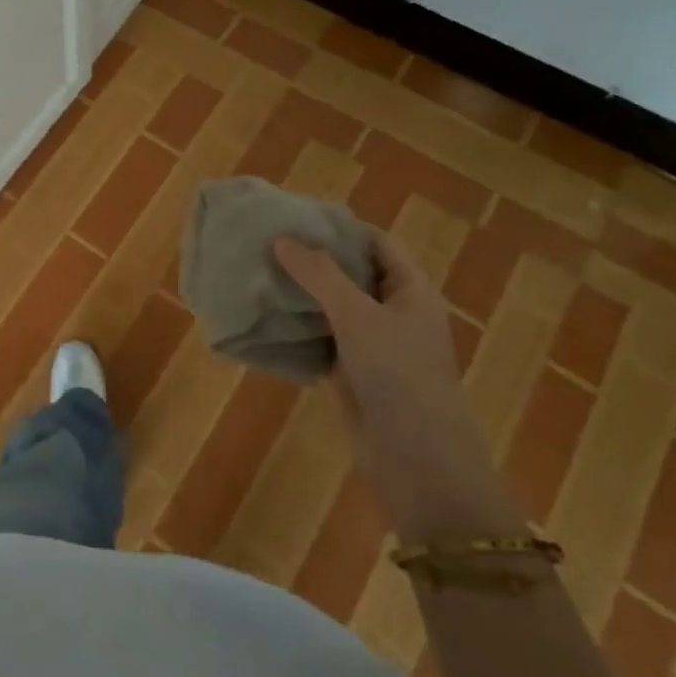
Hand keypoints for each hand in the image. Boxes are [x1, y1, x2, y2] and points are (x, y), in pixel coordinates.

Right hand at [274, 234, 469, 464]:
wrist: (416, 458)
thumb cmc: (398, 374)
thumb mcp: (358, 315)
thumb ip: (319, 275)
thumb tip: (282, 240)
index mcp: (411, 290)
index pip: (377, 243)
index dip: (341, 228)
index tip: (297, 218)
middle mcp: (394, 313)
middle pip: (352, 274)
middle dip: (314, 260)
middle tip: (267, 243)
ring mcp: (373, 345)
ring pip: (333, 308)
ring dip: (302, 295)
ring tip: (259, 274)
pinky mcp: (352, 373)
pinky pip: (322, 340)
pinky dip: (298, 329)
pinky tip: (265, 318)